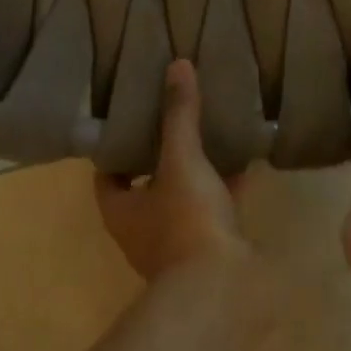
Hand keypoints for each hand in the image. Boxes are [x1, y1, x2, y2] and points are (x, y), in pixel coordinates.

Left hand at [96, 59, 250, 280]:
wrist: (220, 285)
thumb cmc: (186, 221)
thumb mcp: (181, 160)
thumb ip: (179, 116)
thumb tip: (176, 66)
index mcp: (120, 209)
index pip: (107, 172)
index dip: (118, 147)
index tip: (133, 117)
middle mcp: (141, 229)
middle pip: (145, 185)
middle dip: (160, 157)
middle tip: (174, 120)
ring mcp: (174, 244)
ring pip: (181, 199)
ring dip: (194, 175)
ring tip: (211, 138)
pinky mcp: (207, 251)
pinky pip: (211, 212)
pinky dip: (223, 192)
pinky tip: (244, 168)